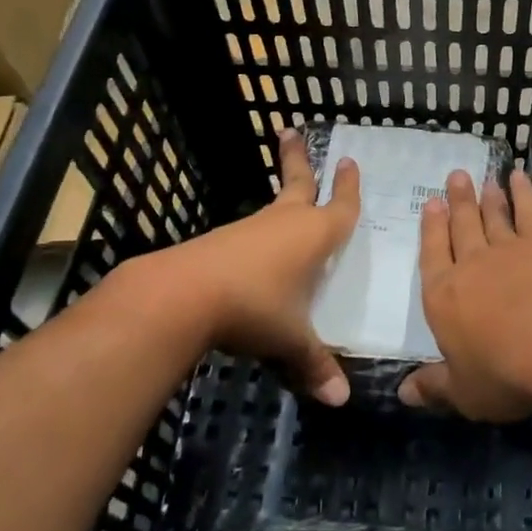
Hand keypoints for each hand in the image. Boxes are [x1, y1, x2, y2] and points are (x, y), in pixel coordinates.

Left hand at [111, 129, 359, 404]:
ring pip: (273, 207)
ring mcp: (250, 230)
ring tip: (288, 197)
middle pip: (297, 182)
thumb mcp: (290, 339)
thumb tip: (341, 400)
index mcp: (313, 235)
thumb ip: (314, 365)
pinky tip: (257, 252)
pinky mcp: (222, 242)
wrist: (183, 294)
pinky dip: (261, 232)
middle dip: (298, 158)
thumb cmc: (254, 306)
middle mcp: (284, 223)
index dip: (348, 188)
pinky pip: (252, 231)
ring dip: (281, 196)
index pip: (340, 207)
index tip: (349, 162)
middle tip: (289, 130)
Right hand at [400, 166, 531, 419]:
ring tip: (482, 179)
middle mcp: (470, 265)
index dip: (431, 229)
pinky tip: (519, 177)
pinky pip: (528, 211)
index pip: (432, 255)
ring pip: (492, 216)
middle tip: (455, 176)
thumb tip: (402, 393)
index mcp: (443, 296)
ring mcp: (507, 250)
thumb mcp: (462, 392)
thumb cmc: (504, 374)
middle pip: (461, 227)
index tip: (431, 204)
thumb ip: (433, 387)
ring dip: (487, 197)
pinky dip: (523, 192)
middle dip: (456, 202)